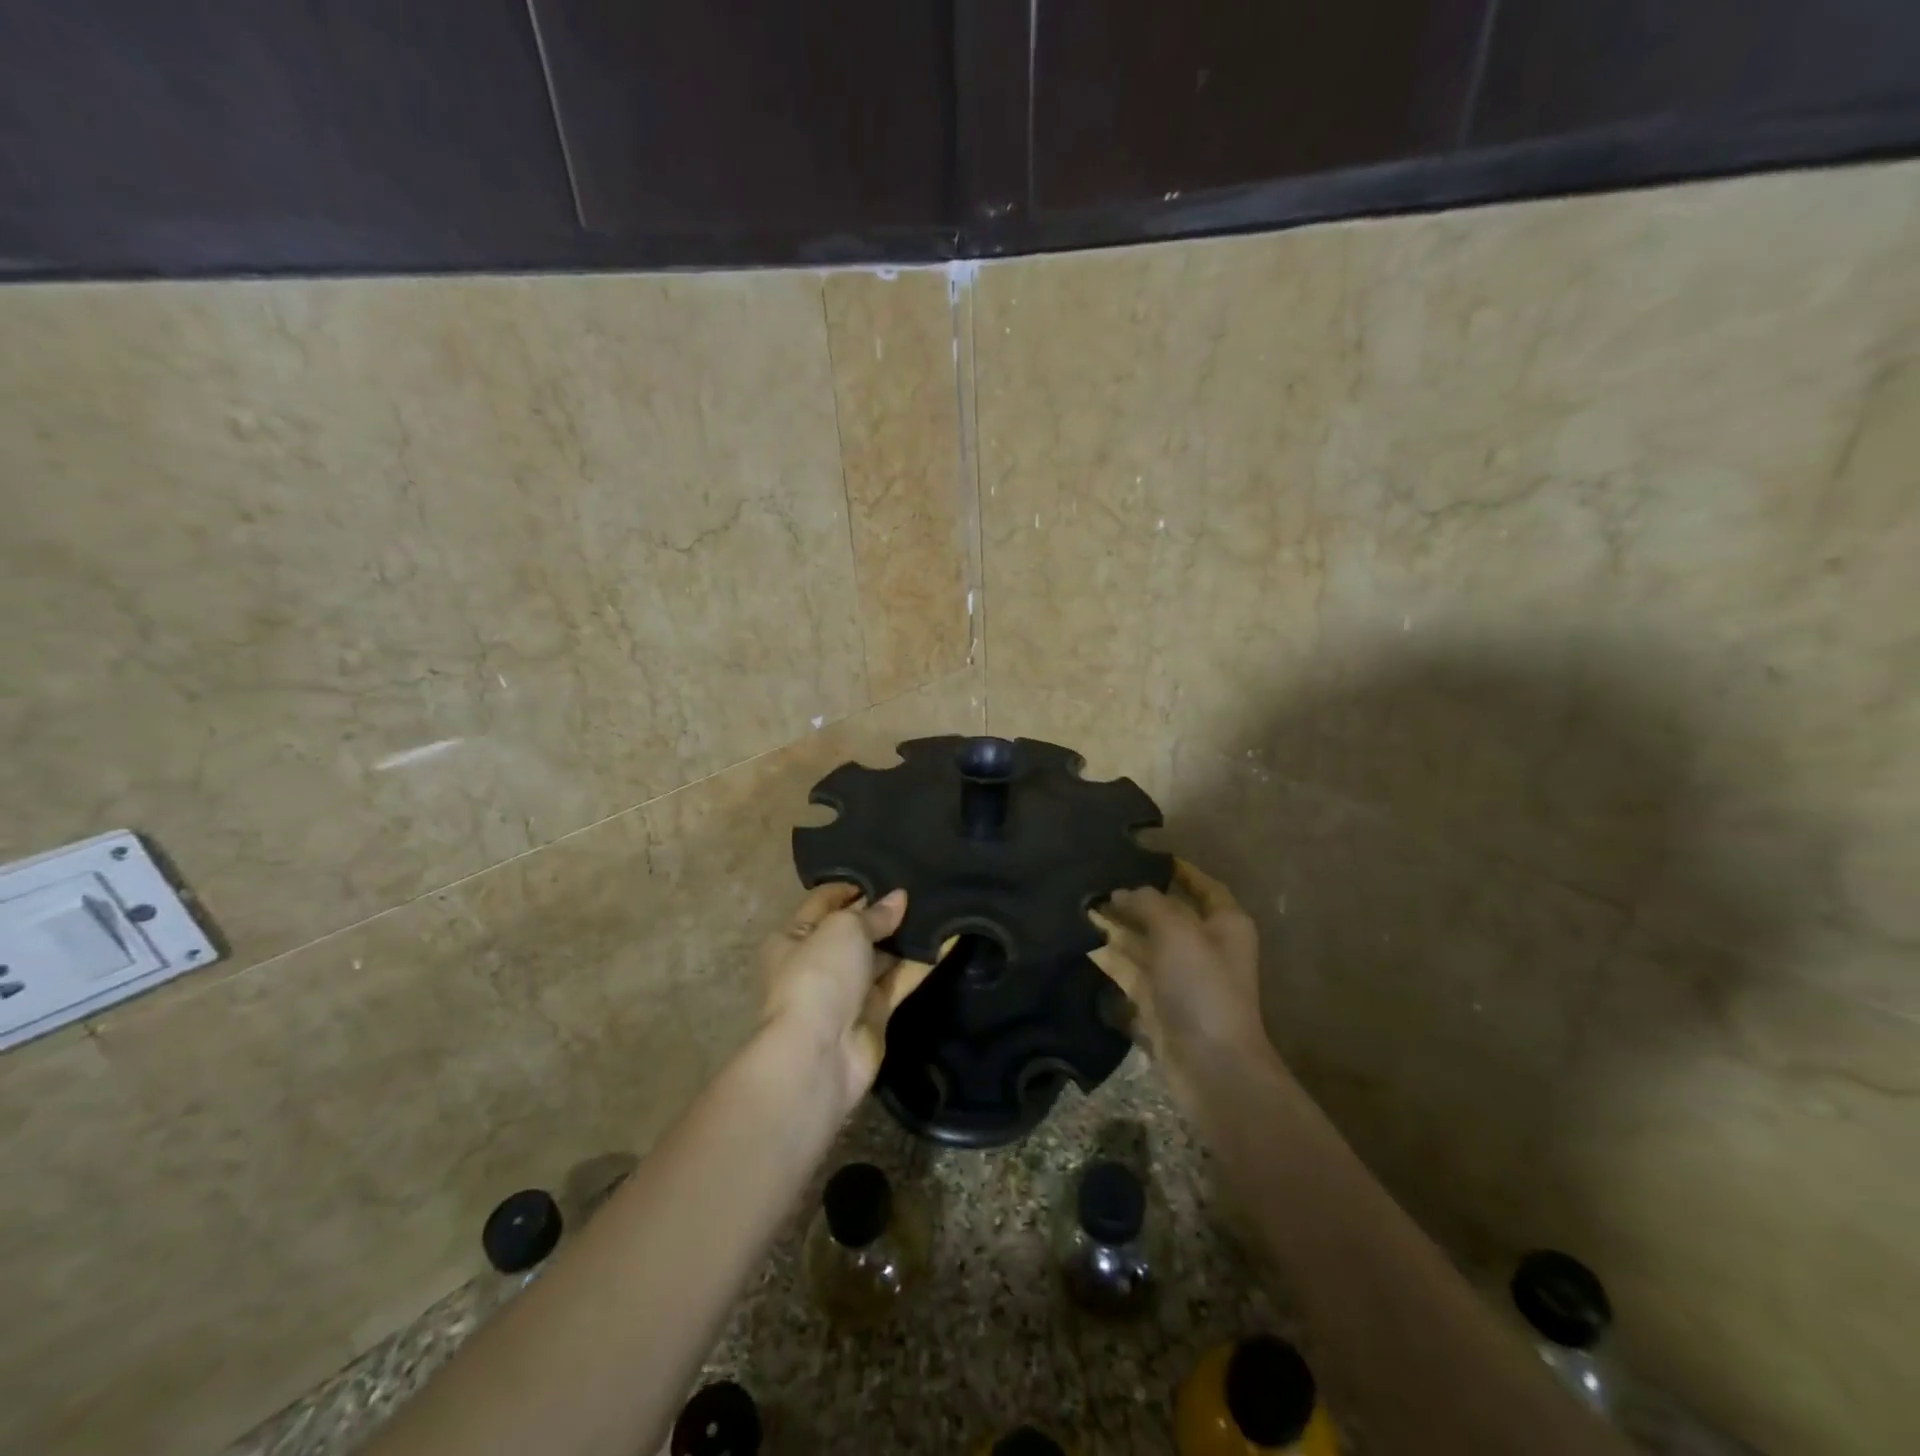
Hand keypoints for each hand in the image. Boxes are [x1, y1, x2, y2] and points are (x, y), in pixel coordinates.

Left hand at [759, 884, 934, 1115]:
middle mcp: (819, 961)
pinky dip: (921, 963)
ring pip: (881, 956)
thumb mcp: (844, 929)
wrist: (820, 1053)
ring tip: (940, 906)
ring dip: (906, 936)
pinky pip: (900, 980)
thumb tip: (899, 898)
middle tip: (921, 886)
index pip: (824, 901)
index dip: (852, 885)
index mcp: (794, 937)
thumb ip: (874, 913)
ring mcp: (847, 990)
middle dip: (884, 911)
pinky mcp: (874, 1013)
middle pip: (855, 929)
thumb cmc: (819, 976)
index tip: (886, 870)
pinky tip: (949, 940)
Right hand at [1091, 858, 1271, 1104]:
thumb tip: (1121, 892)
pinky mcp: (1158, 1002)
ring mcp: (1180, 976)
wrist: (1210, 1065)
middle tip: (1097, 879)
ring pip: (1144, 941)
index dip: (1177, 869)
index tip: (1143, 854)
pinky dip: (1110, 957)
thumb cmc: (1202, 987)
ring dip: (1117, 926)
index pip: (1202, 886)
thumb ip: (1148, 902)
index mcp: (1224, 924)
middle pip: (1167, 913)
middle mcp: (1204, 946)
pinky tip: (1084, 942)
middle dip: (1135, 898)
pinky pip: (1130, 970)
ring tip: (1082, 904)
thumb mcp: (1177, 930)